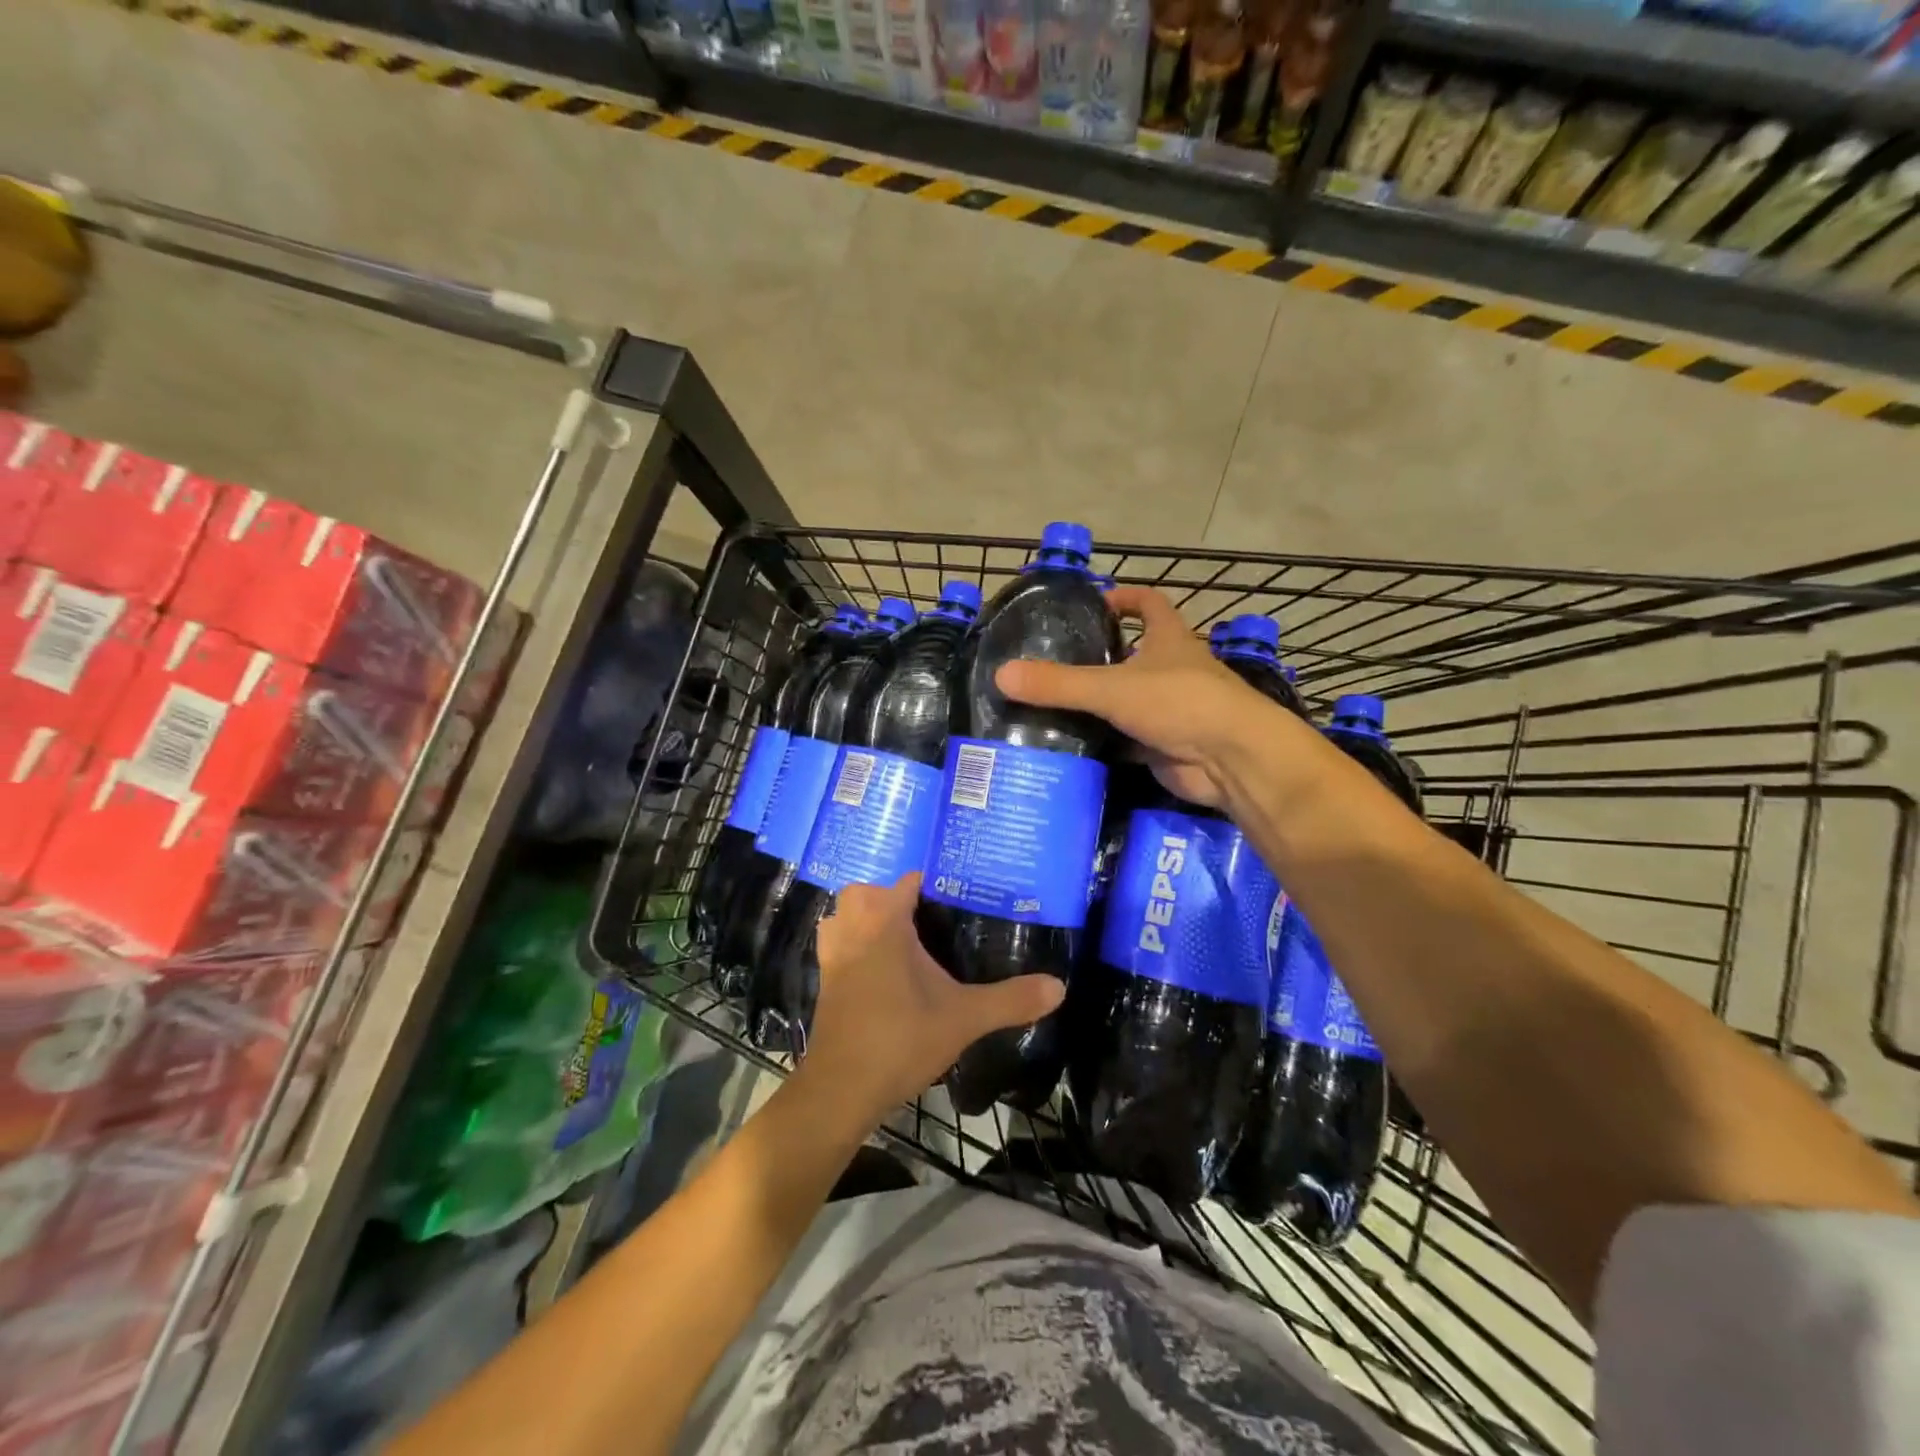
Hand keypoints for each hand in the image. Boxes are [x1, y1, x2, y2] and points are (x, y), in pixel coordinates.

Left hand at [802, 874, 1064, 1126]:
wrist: (841, 1089)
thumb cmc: (900, 1040)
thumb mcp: (964, 1018)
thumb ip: (1011, 999)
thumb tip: (1059, 987)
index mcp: (885, 922)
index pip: (909, 882)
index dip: (936, 885)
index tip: (964, 898)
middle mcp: (853, 928)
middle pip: (869, 892)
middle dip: (895, 899)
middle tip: (931, 922)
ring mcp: (833, 954)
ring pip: (845, 916)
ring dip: (866, 919)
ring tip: (902, 940)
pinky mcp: (825, 979)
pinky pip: (837, 944)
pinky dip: (852, 945)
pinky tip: (879, 970)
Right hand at [994, 585, 1268, 808]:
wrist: (1232, 760)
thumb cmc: (1180, 703)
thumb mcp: (1113, 688)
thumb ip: (1059, 684)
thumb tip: (1001, 675)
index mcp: (1170, 640)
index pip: (1150, 604)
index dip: (1126, 598)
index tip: (1096, 602)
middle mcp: (1173, 670)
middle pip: (1137, 654)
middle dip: (1104, 655)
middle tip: (1057, 660)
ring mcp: (1172, 710)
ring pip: (1129, 700)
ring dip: (1101, 702)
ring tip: (1053, 702)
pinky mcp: (1166, 745)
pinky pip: (1128, 739)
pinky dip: (1105, 741)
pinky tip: (1072, 744)